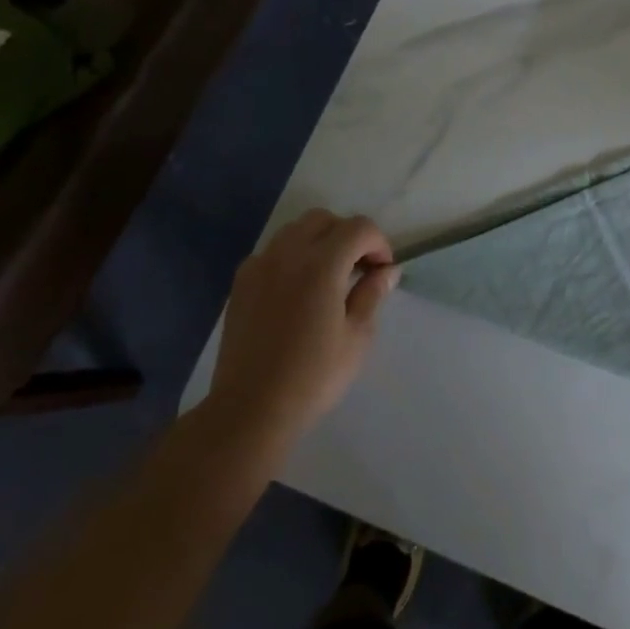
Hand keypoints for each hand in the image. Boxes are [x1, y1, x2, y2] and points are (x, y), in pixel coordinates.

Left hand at [209, 209, 399, 443]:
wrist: (250, 409)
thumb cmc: (313, 376)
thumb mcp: (357, 337)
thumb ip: (372, 294)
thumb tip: (388, 270)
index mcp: (321, 264)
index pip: (358, 228)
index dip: (378, 242)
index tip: (383, 269)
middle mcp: (288, 254)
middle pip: (324, 219)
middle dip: (347, 234)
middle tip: (358, 267)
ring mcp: (260, 266)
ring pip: (295, 230)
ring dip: (319, 241)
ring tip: (328, 276)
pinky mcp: (241, 283)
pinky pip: (272, 252)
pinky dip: (291, 257)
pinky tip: (297, 290)